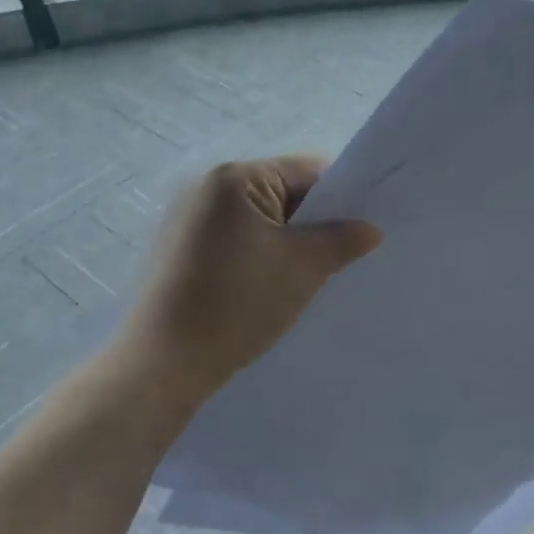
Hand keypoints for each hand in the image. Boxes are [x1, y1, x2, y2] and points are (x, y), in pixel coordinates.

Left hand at [119, 156, 380, 405]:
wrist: (163, 362)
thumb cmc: (237, 302)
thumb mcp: (303, 268)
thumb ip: (342, 240)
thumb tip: (370, 229)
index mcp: (234, 177)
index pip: (305, 172)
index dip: (339, 199)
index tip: (359, 231)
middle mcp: (205, 186)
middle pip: (280, 192)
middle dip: (311, 223)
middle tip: (337, 259)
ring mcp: (186, 217)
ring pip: (257, 219)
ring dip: (284, 241)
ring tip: (304, 276)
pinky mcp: (177, 248)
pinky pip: (233, 238)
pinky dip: (256, 254)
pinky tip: (266, 287)